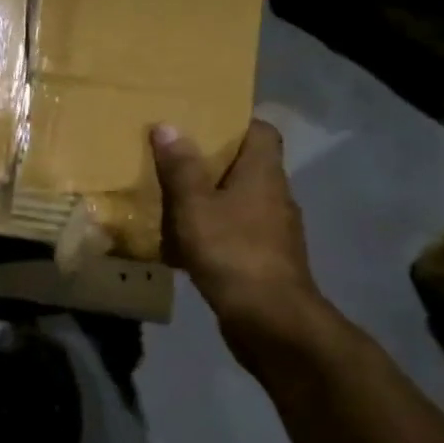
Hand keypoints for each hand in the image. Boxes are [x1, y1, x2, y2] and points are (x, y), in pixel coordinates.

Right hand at [150, 121, 329, 352]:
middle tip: (173, 157)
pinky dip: (212, 232)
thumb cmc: (232, 251)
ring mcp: (273, 231)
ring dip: (210, 200)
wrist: (269, 320)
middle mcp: (275, 196)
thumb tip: (168, 125)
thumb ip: (180, 167)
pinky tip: (182, 244)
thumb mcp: (195, 206)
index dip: (235, 122)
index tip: (202, 122)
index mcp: (264, 174)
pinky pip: (235, 234)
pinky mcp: (265, 260)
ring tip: (171, 198)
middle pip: (247, 166)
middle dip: (212, 162)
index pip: (262, 131)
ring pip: (239, 202)